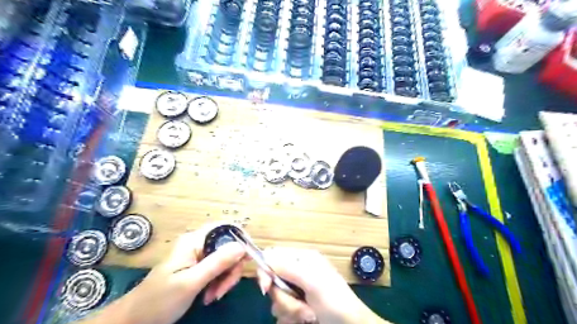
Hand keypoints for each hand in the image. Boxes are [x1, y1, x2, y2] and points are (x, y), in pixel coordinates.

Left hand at [78, 224, 245, 323]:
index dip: (240, 239)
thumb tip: (242, 246)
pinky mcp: (199, 268)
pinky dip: (219, 283)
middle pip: (229, 247)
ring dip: (225, 279)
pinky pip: (219, 270)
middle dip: (231, 268)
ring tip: (213, 296)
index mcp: (195, 240)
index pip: (226, 228)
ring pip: (226, 260)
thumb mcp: (190, 282)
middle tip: (223, 289)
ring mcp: (199, 256)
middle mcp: (199, 244)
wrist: (134, 321)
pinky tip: (210, 296)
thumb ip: (217, 263)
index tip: (247, 259)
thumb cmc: (159, 300)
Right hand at [257, 246, 387, 322]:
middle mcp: (297, 271)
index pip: (273, 256)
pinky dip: (290, 318)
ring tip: (308, 315)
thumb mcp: (312, 281)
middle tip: (300, 306)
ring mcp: (297, 289)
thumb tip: (264, 261)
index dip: (265, 270)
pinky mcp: (297, 305)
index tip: (266, 288)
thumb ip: (287, 268)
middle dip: (284, 298)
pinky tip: (305, 320)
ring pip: (276, 299)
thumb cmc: (334, 300)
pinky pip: (282, 312)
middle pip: (272, 281)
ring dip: (290, 311)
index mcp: (301, 259)